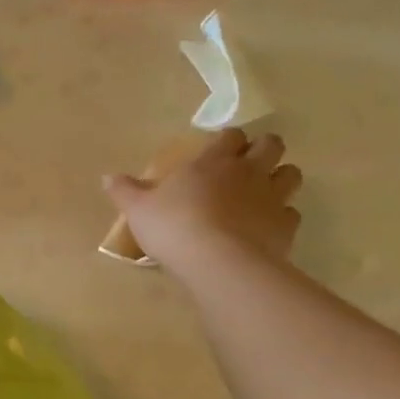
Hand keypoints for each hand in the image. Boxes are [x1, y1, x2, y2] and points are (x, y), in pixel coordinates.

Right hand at [103, 130, 301, 276]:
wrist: (218, 262)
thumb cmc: (174, 227)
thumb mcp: (138, 210)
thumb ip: (125, 191)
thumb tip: (107, 177)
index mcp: (212, 161)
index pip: (230, 135)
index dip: (228, 140)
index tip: (220, 150)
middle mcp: (248, 171)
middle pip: (271, 145)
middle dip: (264, 149)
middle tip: (249, 165)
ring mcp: (272, 197)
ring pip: (291, 174)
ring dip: (281, 178)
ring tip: (264, 192)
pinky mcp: (286, 226)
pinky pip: (292, 213)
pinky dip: (282, 217)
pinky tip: (267, 228)